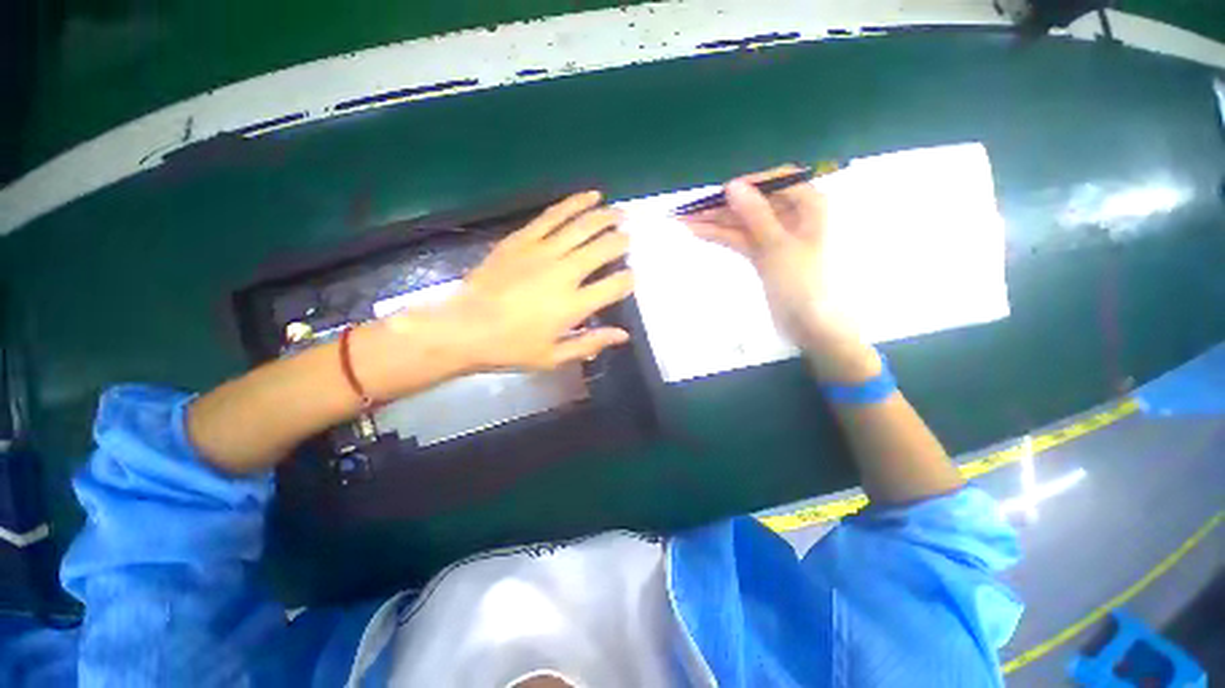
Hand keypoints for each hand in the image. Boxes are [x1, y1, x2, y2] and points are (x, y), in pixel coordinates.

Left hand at [434, 191, 634, 371]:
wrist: (463, 328)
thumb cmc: (511, 348)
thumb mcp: (554, 356)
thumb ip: (590, 343)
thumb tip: (623, 335)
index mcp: (574, 305)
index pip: (615, 286)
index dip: (628, 279)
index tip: (631, 277)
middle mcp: (564, 273)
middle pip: (603, 249)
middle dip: (621, 242)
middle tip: (629, 238)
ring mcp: (542, 252)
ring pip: (582, 226)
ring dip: (605, 217)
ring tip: (619, 213)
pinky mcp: (522, 239)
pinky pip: (553, 215)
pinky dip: (574, 204)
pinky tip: (590, 196)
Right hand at [683, 165, 857, 346]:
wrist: (810, 325)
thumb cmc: (802, 283)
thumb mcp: (777, 246)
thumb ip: (755, 214)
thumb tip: (732, 185)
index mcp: (809, 206)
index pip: (776, 181)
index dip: (747, 184)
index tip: (718, 192)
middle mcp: (793, 216)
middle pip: (754, 203)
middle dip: (722, 206)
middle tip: (689, 209)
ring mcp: (776, 237)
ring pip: (743, 223)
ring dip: (716, 222)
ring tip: (684, 221)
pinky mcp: (764, 255)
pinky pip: (741, 239)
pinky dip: (722, 237)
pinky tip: (699, 232)